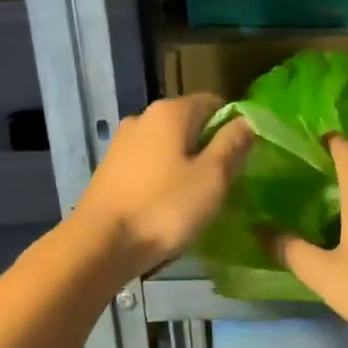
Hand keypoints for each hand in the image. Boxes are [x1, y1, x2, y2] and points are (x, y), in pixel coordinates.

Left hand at [74, 93, 253, 276]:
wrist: (100, 243)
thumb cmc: (164, 209)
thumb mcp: (212, 178)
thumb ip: (233, 144)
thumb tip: (247, 121)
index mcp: (171, 111)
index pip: (215, 103)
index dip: (233, 128)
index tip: (240, 160)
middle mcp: (143, 117)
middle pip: (189, 124)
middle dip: (208, 149)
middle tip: (221, 184)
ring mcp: (122, 142)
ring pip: (167, 146)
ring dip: (184, 166)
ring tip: (194, 199)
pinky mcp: (110, 168)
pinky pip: (148, 165)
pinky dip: (162, 178)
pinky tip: (165, 205)